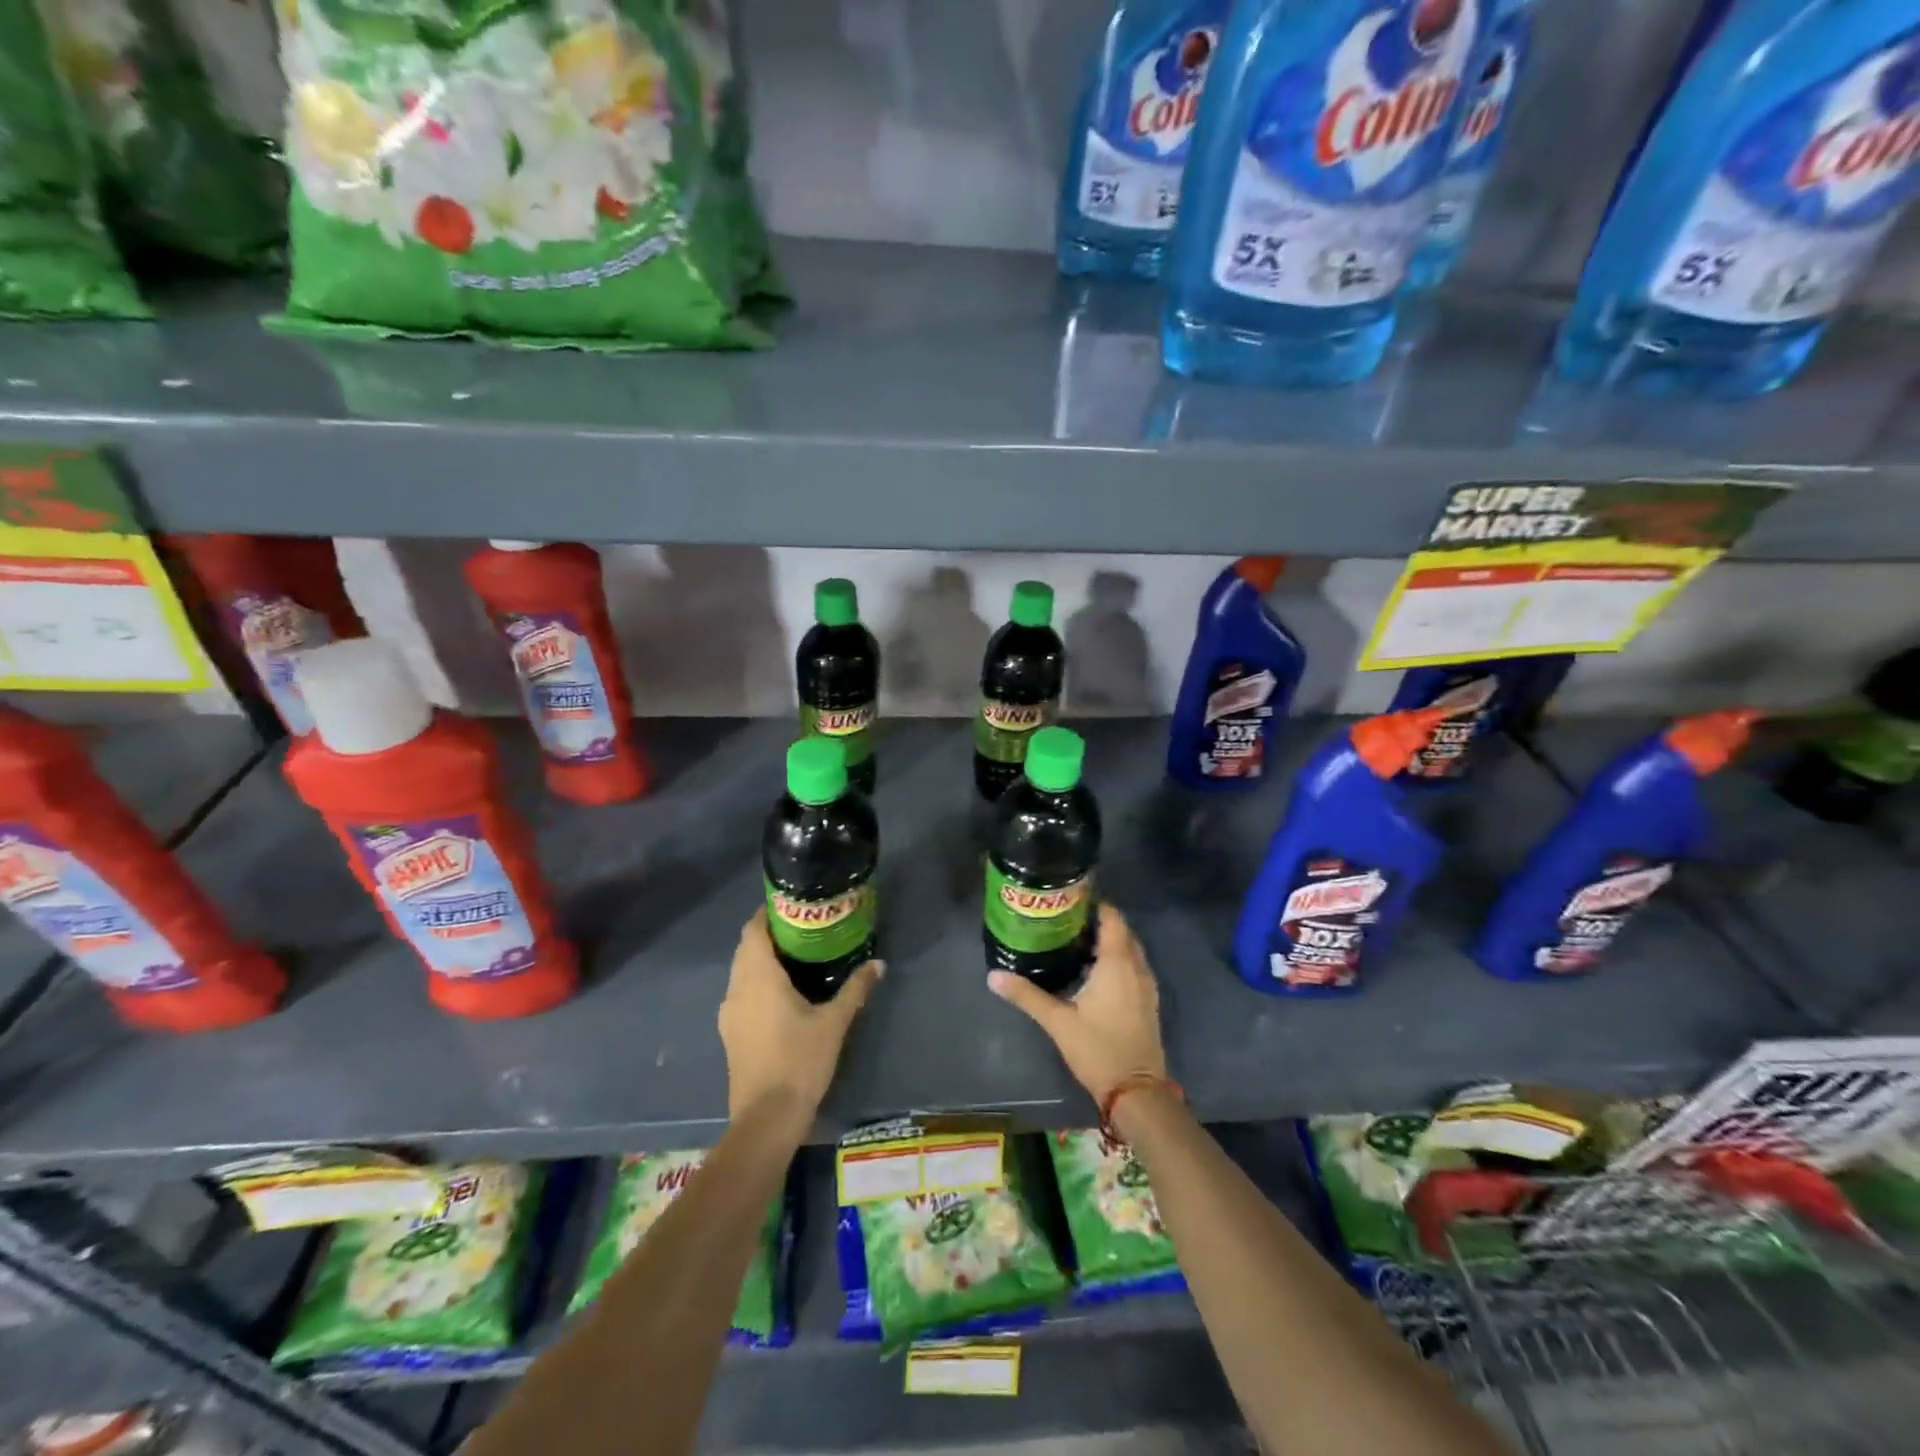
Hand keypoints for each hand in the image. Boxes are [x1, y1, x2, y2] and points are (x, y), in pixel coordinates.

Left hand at [719, 910, 882, 1124]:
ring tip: (796, 956)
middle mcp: (737, 988)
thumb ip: (855, 988)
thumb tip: (878, 963)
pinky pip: (741, 993)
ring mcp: (729, 1013)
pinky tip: (782, 993)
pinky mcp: (730, 1033)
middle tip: (802, 928)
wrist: (766, 1118)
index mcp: (758, 977)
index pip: (753, 930)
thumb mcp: (834, 1022)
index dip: (767, 913)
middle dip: (769, 934)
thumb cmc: (800, 1061)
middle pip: (747, 948)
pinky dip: (757, 982)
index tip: (792, 905)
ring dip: (761, 959)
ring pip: (741, 972)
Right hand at [988, 903, 1166, 1105]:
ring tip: (1077, 939)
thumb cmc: (1098, 1049)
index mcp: (1117, 964)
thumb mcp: (1058, 1021)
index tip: (1070, 897)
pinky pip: (1134, 966)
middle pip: (1122, 932)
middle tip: (1067, 917)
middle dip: (1099, 921)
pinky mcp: (1147, 1002)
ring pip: (1130, 950)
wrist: (1137, 1091)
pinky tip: (1094, 970)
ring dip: (1110, 941)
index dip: (1095, 904)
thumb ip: (1026, 995)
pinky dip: (1118, 959)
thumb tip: (993, 976)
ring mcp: (1146, 985)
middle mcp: (1136, 968)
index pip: (1112, 919)